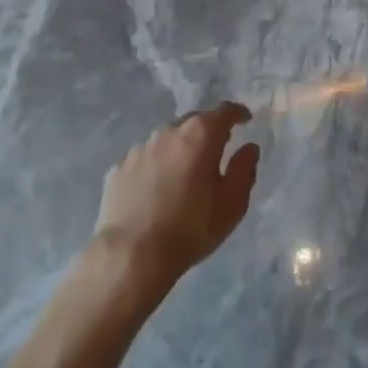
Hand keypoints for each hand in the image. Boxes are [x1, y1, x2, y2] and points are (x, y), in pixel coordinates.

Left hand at [93, 102, 259, 291]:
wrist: (132, 254)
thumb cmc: (191, 228)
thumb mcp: (232, 203)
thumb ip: (244, 169)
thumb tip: (249, 147)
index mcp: (199, 135)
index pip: (224, 112)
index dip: (237, 113)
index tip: (245, 119)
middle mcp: (168, 132)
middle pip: (193, 122)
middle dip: (208, 131)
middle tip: (217, 149)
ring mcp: (139, 148)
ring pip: (167, 140)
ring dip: (179, 150)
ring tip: (184, 174)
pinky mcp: (119, 168)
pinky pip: (145, 160)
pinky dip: (155, 167)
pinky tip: (156, 190)